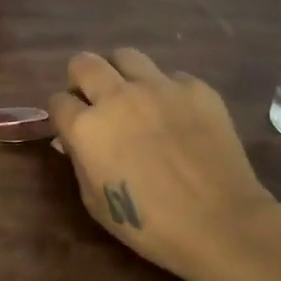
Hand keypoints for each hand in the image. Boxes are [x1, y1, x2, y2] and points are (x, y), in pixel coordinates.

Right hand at [47, 49, 280, 280]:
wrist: (222, 224)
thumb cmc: (149, 224)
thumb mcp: (95, 202)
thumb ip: (79, 162)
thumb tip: (71, 140)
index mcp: (87, 127)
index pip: (58, 101)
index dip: (63, 114)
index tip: (72, 127)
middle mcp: (118, 97)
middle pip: (84, 63)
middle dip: (82, 79)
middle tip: (95, 101)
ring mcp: (160, 88)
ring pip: (125, 56)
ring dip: (120, 74)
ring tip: (132, 97)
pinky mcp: (197, 89)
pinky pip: (171, 77)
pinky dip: (166, 91)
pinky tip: (176, 115)